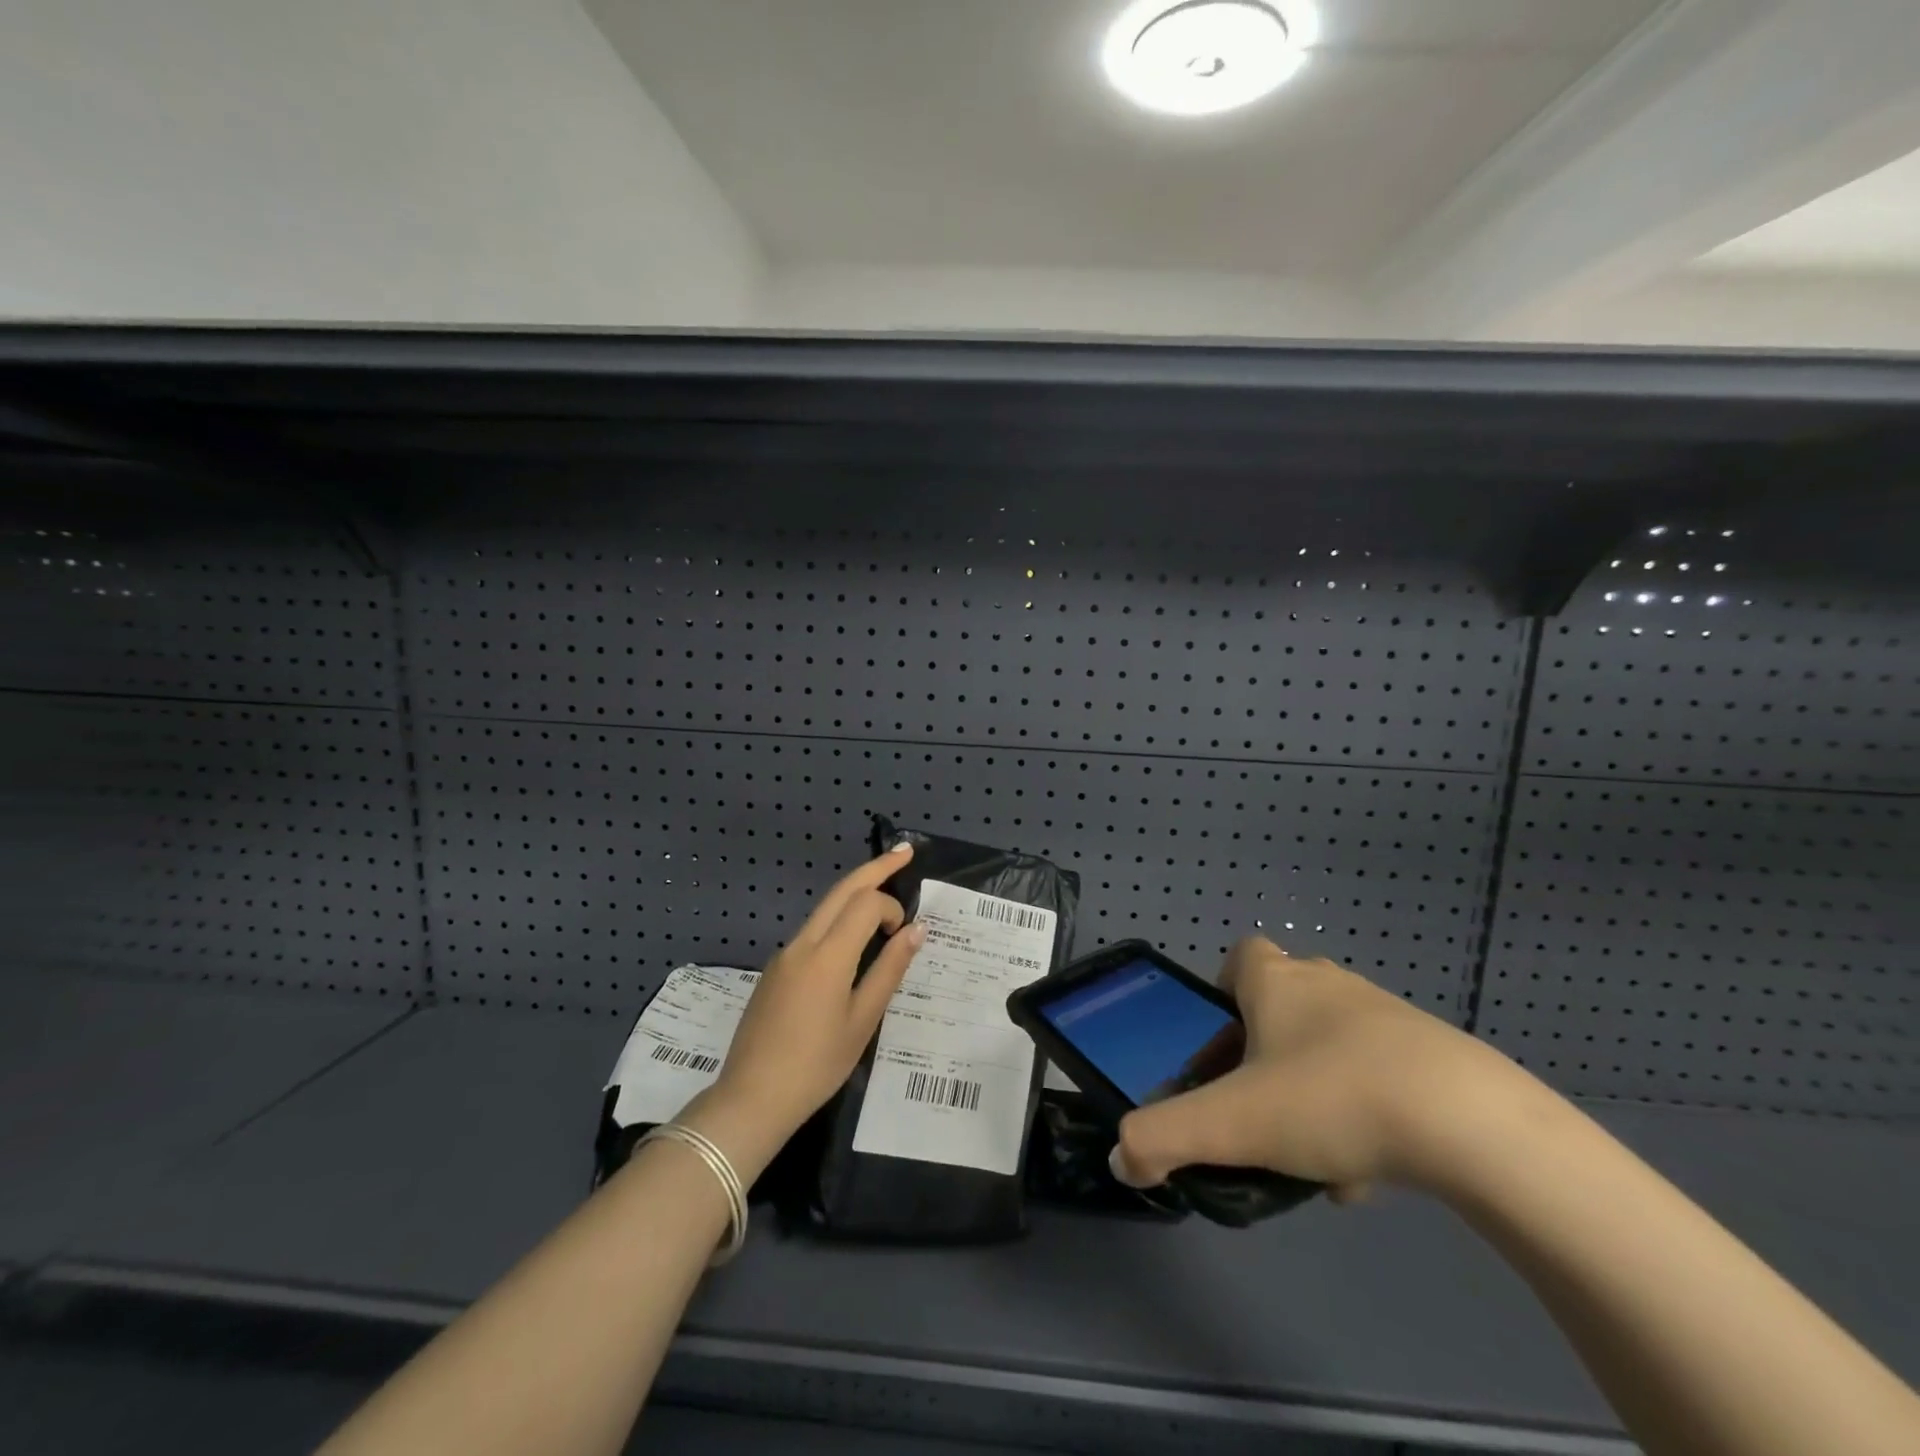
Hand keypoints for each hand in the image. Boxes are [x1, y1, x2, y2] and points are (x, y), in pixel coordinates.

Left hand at [679, 846, 924, 1173]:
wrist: (751, 1098)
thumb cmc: (816, 1065)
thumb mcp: (863, 1021)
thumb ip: (889, 970)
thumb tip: (916, 930)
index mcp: (828, 956)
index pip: (866, 904)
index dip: (892, 908)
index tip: (905, 933)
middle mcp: (803, 943)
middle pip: (841, 890)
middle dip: (874, 868)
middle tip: (904, 852)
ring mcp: (784, 955)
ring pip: (824, 908)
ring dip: (855, 892)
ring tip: (883, 886)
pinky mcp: (775, 969)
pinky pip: (812, 931)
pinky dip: (838, 920)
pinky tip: (852, 938)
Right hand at [1112, 937, 1529, 1201]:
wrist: (1472, 1125)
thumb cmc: (1331, 1099)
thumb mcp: (1232, 1124)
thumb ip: (1164, 1138)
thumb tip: (1122, 1159)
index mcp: (1277, 983)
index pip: (1242, 956)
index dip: (1224, 993)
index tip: (1223, 1045)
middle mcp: (1329, 986)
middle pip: (1284, 1004)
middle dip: (1265, 1052)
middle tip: (1258, 1107)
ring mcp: (1387, 1017)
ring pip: (1332, 1046)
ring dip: (1314, 1090)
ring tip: (1311, 1155)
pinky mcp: (1436, 1056)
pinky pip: (1381, 1076)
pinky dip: (1365, 1114)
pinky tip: (1369, 1171)